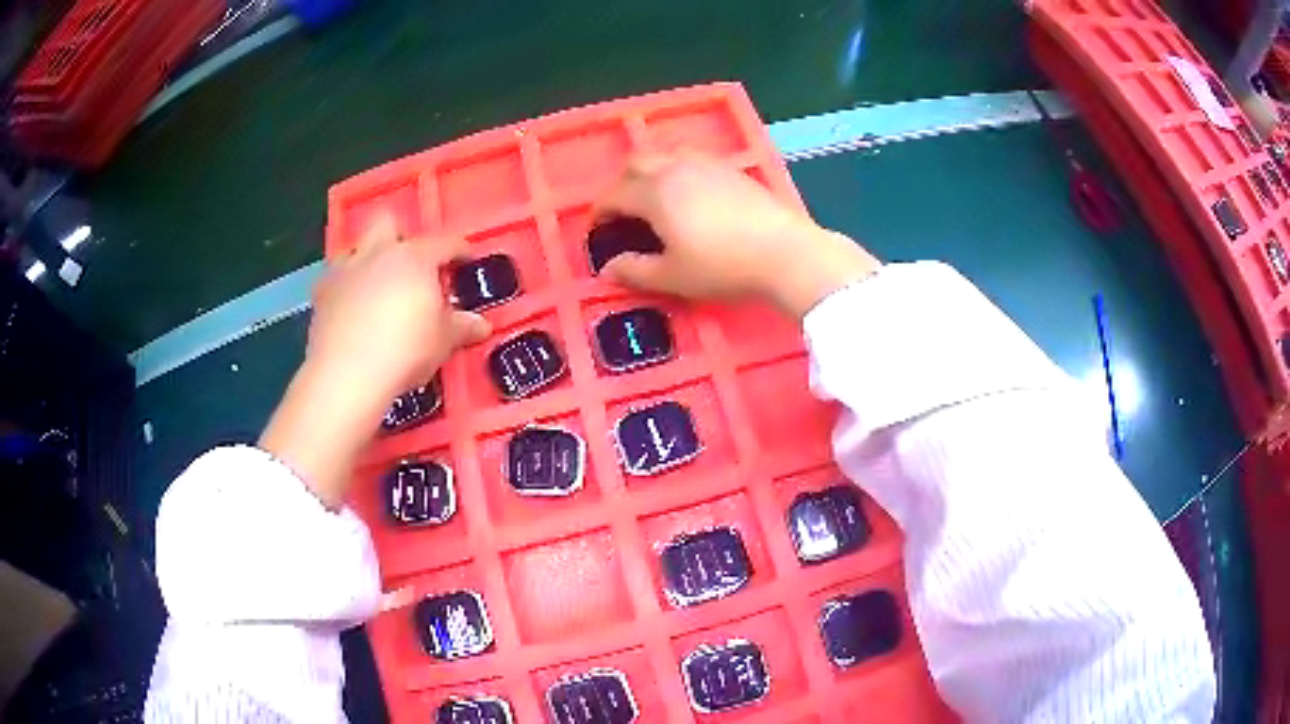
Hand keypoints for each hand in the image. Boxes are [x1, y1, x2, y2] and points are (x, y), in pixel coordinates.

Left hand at [261, 216, 489, 507]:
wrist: (347, 374)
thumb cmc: (405, 350)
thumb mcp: (443, 341)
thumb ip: (461, 327)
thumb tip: (482, 325)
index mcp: (415, 257)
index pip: (445, 242)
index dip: (459, 249)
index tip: (466, 259)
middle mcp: (378, 252)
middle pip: (388, 222)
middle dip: (398, 236)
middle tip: (409, 267)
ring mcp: (345, 270)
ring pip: (355, 247)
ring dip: (366, 260)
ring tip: (375, 287)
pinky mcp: (321, 293)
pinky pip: (333, 279)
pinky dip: (343, 288)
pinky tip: (348, 309)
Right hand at [596, 153, 879, 318]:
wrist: (784, 253)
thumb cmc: (722, 267)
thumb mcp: (673, 277)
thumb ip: (634, 271)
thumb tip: (606, 270)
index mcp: (654, 193)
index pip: (614, 195)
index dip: (601, 213)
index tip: (599, 231)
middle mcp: (676, 168)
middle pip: (636, 163)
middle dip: (622, 184)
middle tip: (624, 212)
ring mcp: (706, 164)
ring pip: (666, 155)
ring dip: (651, 172)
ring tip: (656, 199)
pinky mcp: (731, 169)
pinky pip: (692, 160)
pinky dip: (678, 171)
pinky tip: (691, 195)